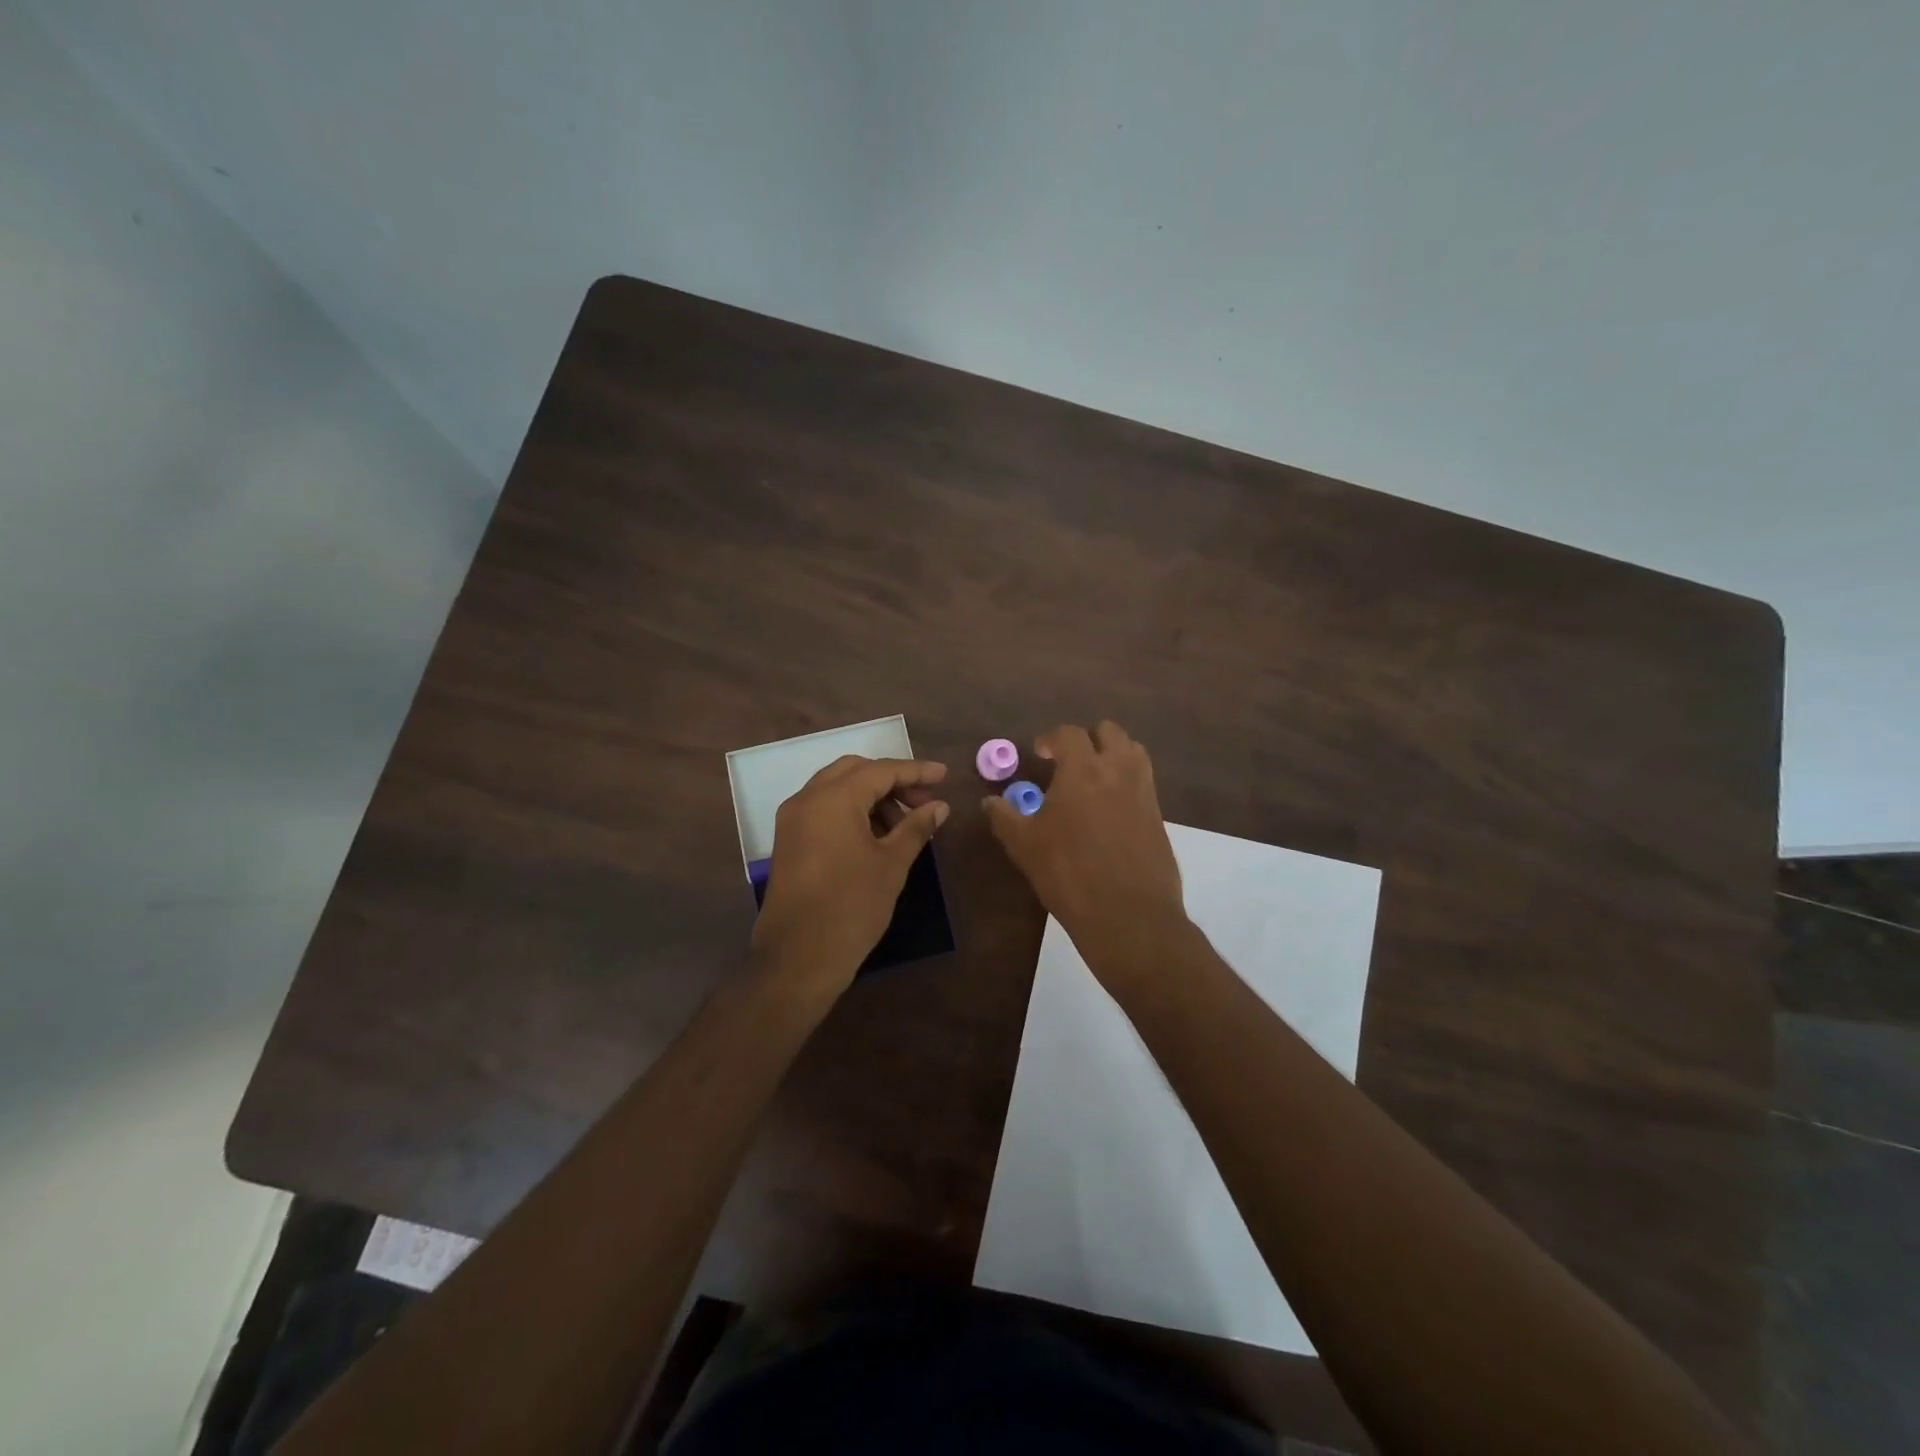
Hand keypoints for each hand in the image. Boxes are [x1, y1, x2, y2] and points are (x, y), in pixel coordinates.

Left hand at [751, 756, 949, 999]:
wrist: (798, 957)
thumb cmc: (852, 906)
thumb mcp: (892, 864)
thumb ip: (916, 827)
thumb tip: (939, 806)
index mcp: (834, 798)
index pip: (881, 770)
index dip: (916, 771)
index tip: (944, 776)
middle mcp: (807, 798)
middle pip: (855, 771)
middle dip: (891, 781)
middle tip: (922, 801)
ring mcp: (792, 819)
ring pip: (836, 789)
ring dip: (871, 796)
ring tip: (902, 824)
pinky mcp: (788, 840)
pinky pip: (822, 809)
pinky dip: (850, 811)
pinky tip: (875, 835)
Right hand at [982, 722, 1188, 978]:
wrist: (1129, 915)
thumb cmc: (1069, 874)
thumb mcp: (1024, 846)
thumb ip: (1005, 817)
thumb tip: (990, 801)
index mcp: (1083, 770)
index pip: (1069, 734)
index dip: (1052, 739)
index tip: (1041, 753)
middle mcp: (1118, 771)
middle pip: (1109, 732)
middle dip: (1088, 739)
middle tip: (1069, 762)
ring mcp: (1144, 792)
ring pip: (1133, 752)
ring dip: (1112, 755)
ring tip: (1093, 780)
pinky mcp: (1159, 816)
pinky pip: (1143, 782)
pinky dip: (1127, 782)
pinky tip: (1110, 811)